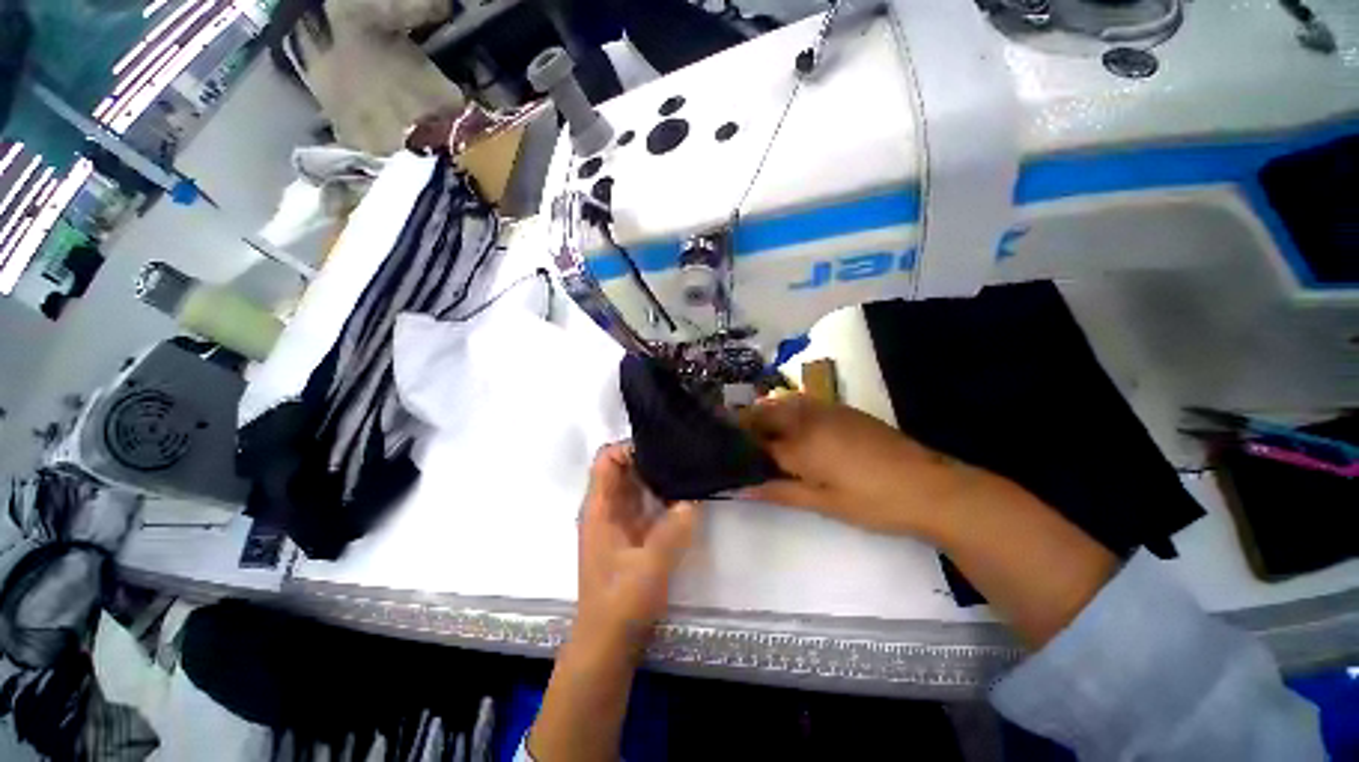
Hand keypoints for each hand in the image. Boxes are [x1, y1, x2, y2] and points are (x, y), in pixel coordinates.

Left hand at [575, 444, 698, 654]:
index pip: (607, 459)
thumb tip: (692, 500)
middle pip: (624, 468)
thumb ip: (673, 530)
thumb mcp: (650, 566)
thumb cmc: (621, 602)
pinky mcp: (631, 532)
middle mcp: (606, 507)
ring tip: (687, 467)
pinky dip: (662, 495)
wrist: (609, 642)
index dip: (630, 447)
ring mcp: (618, 520)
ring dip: (658, 476)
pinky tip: (684, 495)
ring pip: (636, 484)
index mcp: (599, 508)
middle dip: (650, 457)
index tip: (661, 447)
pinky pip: (646, 502)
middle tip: (682, 453)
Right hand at [740, 394, 999, 538]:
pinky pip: (802, 404)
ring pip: (781, 404)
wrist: (929, 486)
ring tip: (758, 435)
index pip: (755, 441)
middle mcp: (806, 418)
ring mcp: (825, 410)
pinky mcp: (841, 409)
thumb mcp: (822, 502)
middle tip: (735, 443)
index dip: (737, 447)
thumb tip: (742, 488)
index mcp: (799, 443)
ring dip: (765, 415)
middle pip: (764, 414)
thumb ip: (779, 491)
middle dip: (745, 424)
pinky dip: (786, 411)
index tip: (721, 452)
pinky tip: (791, 429)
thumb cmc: (872, 501)